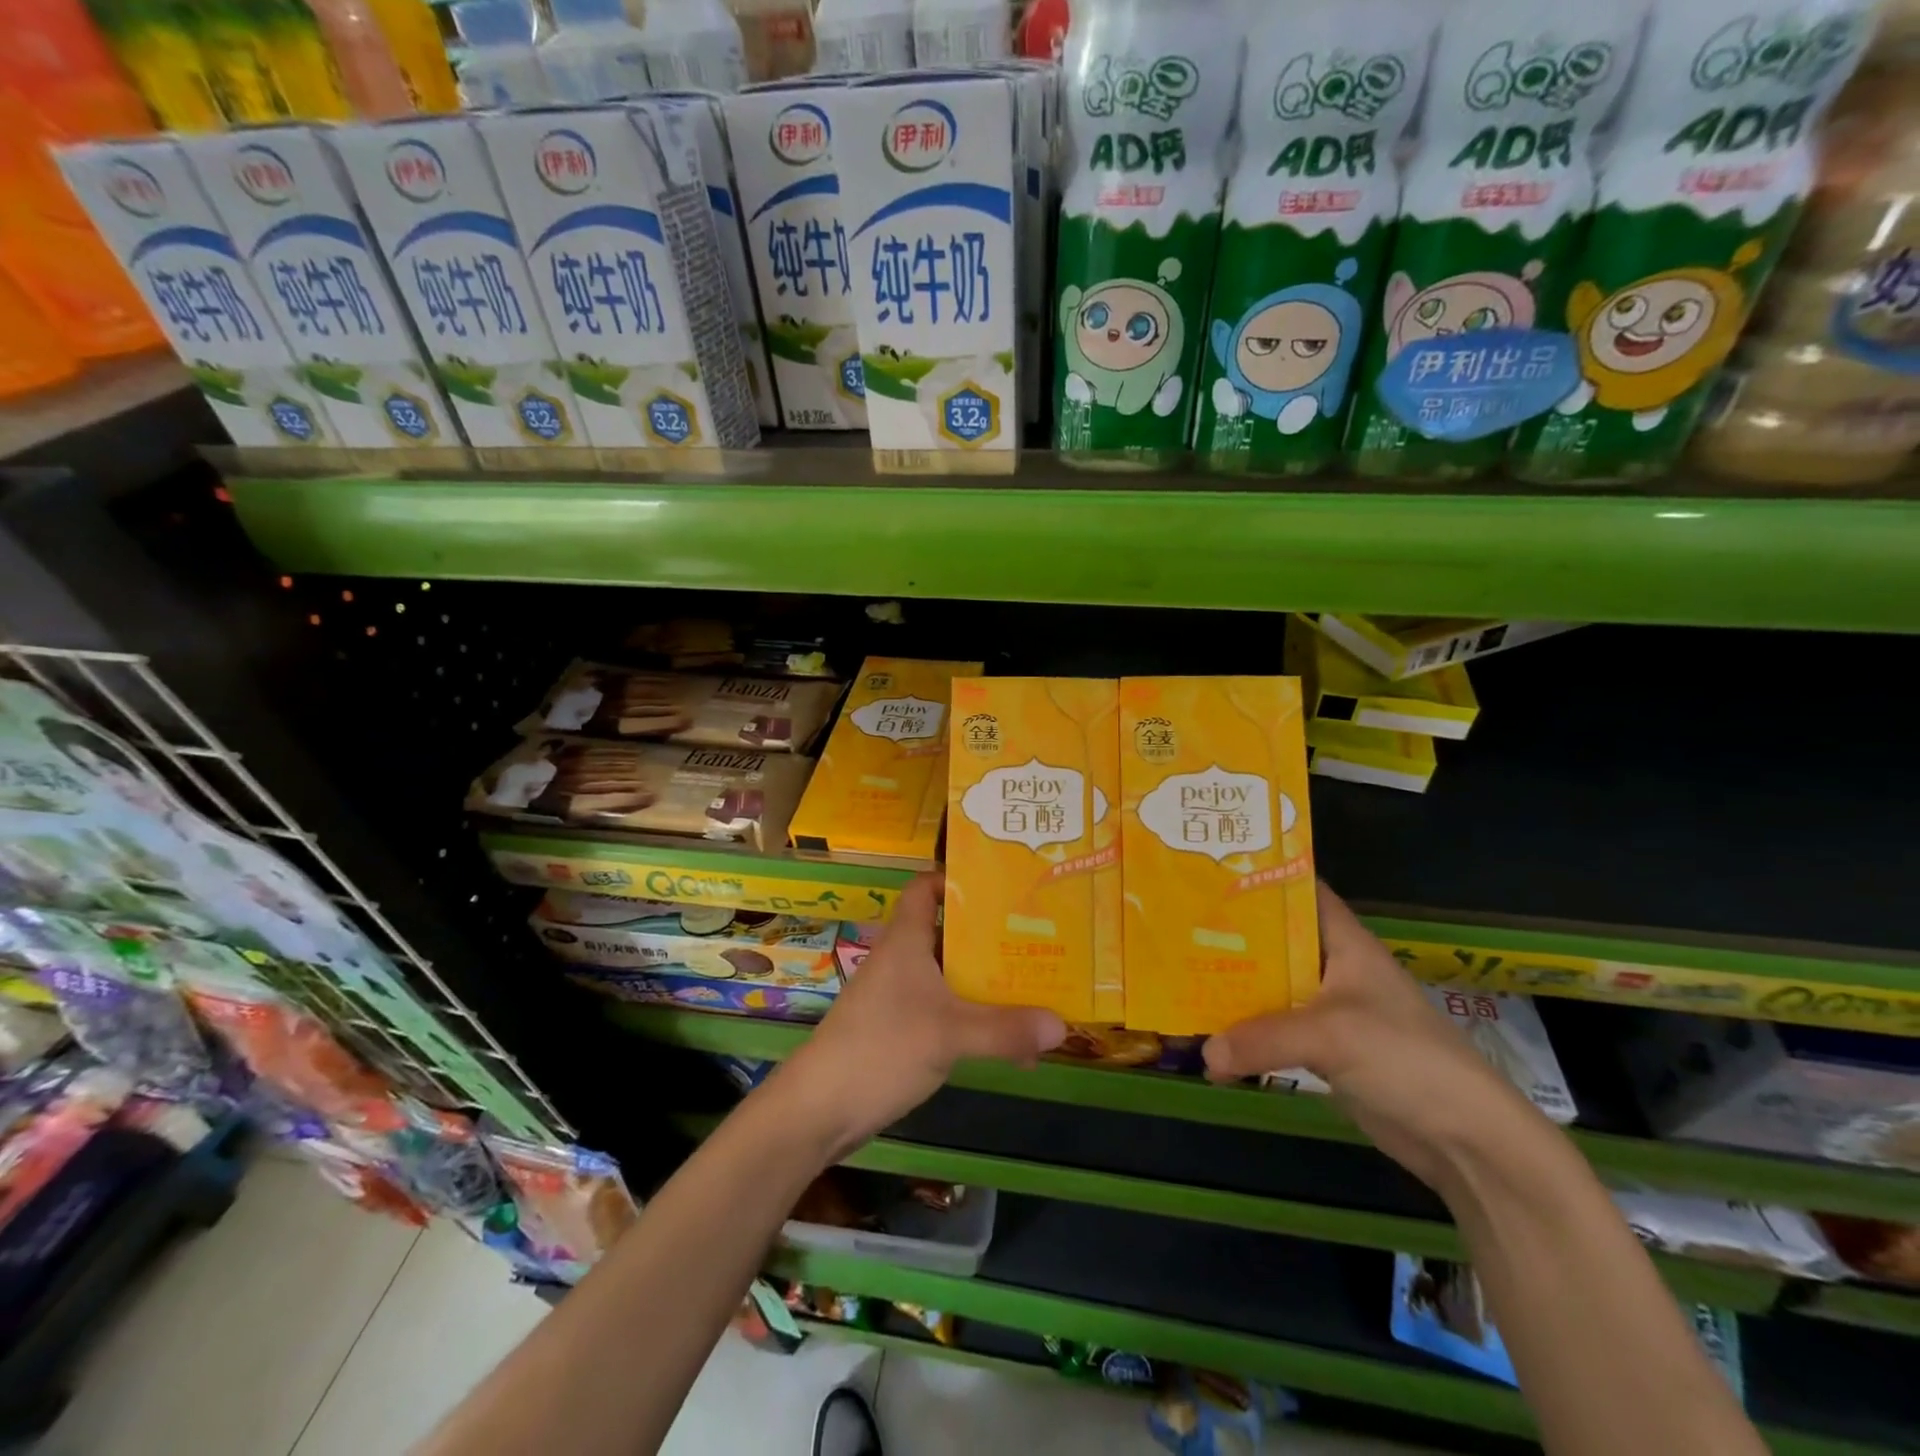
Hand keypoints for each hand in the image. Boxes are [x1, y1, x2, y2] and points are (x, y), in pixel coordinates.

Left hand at [774, 873, 1066, 1158]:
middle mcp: (903, 960)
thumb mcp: (950, 1035)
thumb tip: (1063, 1025)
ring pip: (951, 976)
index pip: (926, 888)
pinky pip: (946, 1011)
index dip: (957, 880)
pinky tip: (1009, 1043)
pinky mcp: (901, 1030)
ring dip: (987, 983)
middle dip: (991, 936)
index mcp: (906, 940)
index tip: (1001, 885)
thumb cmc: (881, 1048)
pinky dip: (975, 1018)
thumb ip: (1006, 1030)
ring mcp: (900, 996)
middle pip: (949, 933)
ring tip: (1036, 987)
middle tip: (1038, 937)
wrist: (819, 1109)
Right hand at [1201, 881, 1537, 1189]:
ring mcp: (1328, 1010)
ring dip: (1231, 988)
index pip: (1299, 892)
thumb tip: (1204, 1053)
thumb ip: (1262, 1038)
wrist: (1464, 1138)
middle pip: (1273, 941)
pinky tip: (1208, 1038)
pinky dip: (1245, 1032)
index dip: (1259, 877)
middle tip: (1174, 927)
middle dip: (1228, 936)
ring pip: (1269, 987)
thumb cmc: (1405, 1057)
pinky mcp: (1325, 1050)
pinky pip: (1274, 1030)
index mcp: (1343, 942)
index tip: (1207, 873)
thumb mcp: (1330, 1035)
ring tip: (1177, 978)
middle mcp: (1333, 967)